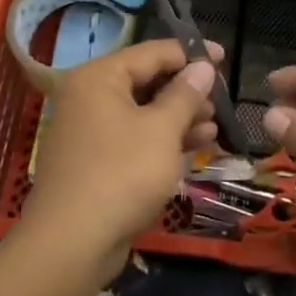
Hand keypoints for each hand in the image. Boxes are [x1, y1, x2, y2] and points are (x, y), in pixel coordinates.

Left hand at [18, 39, 220, 284]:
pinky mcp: (95, 160)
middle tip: (221, 101)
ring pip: (143, 111)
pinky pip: (134, 137)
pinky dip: (163, 138)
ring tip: (214, 127)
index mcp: (100, 77)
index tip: (223, 58)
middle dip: (187, 91)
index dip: (191, 54)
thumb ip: (185, 94)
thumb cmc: (122, 174)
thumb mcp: (163, 129)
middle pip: (147, 80)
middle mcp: (89, 96)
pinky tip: (195, 146)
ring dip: (180, 117)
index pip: (152, 52)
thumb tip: (203, 67)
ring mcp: (90, 129)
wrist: (72, 243)